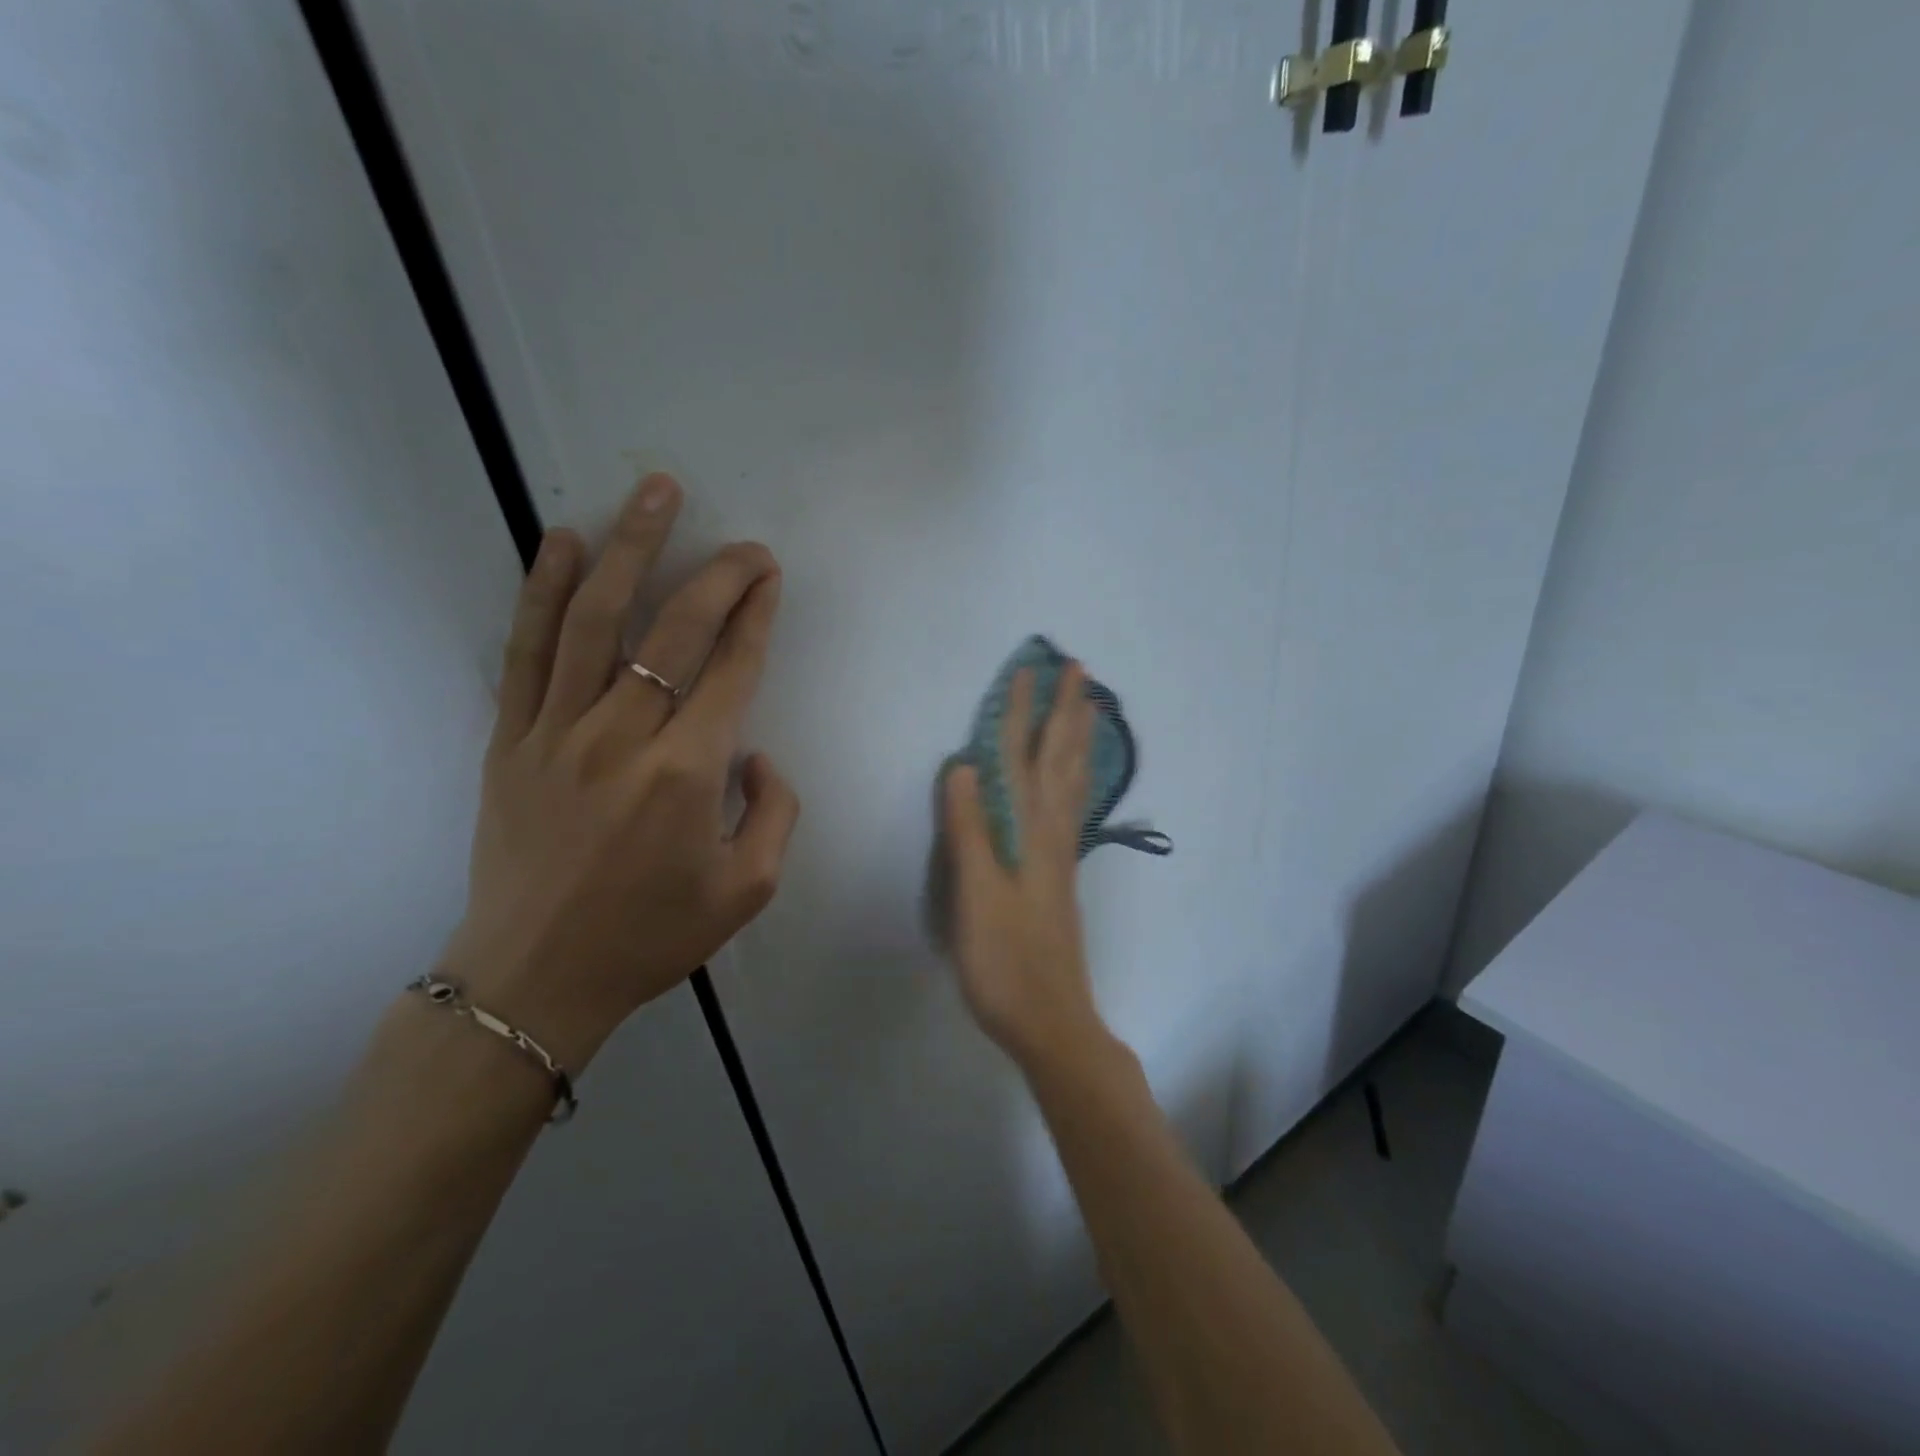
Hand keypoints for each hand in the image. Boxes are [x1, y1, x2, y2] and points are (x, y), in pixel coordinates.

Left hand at [440, 474, 799, 1069]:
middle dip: (718, 576)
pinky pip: (525, 651)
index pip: (731, 670)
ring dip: (631, 549)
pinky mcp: (510, 740)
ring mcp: (557, 733)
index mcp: (688, 774)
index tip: (770, 576)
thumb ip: (776, 811)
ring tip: (654, 494)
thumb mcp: (749, 889)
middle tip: (744, 544)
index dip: (755, 615)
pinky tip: (564, 542)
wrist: (535, 978)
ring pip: (595, 619)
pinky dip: (543, 590)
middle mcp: (623, 738)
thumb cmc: (651, 937)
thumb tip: (754, 752)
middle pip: (674, 631)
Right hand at [942, 664, 1109, 1071]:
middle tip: (1079, 669)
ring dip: (1079, 738)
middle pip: (1061, 758)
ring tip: (1091, 707)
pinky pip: (1074, 805)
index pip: (1022, 758)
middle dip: (1067, 710)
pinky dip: (1079, 775)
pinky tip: (1078, 777)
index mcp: (1030, 832)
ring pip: (1075, 780)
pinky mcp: (1061, 873)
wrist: (1050, 1019)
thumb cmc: (1005, 962)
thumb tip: (964, 765)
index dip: (1021, 713)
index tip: (1027, 669)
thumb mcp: (976, 897)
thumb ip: (969, 831)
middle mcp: (1053, 832)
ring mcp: (1062, 853)